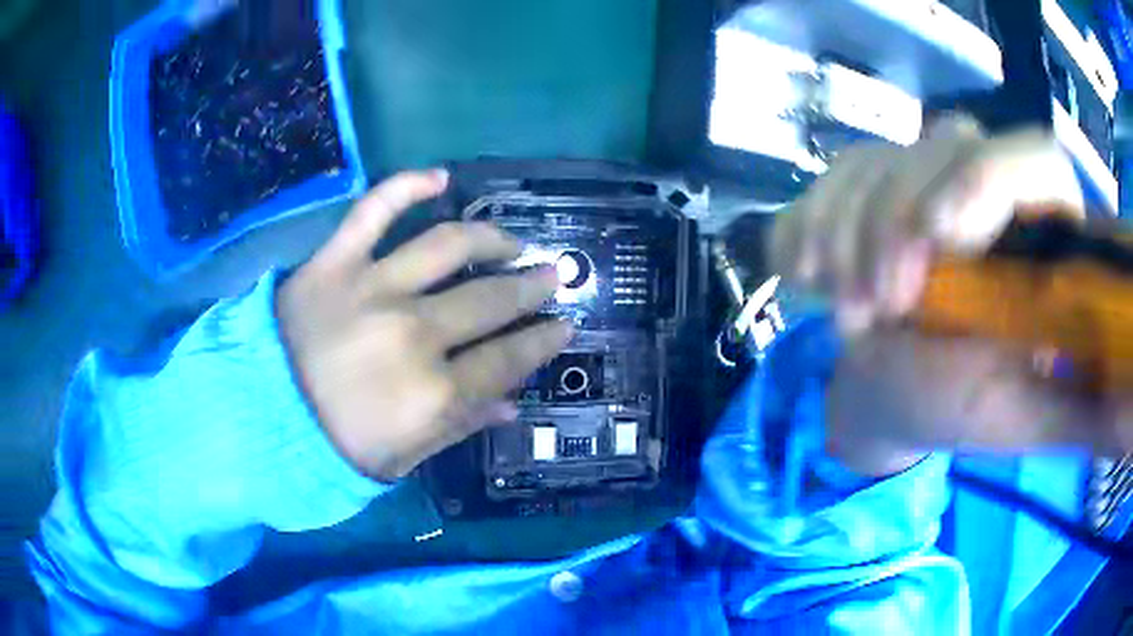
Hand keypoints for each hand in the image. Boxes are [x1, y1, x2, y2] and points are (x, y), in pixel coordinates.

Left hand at [277, 170, 572, 480]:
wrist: (260, 420)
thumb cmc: (334, 448)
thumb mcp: (404, 458)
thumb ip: (460, 427)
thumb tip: (511, 405)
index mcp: (434, 393)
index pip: (509, 358)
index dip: (543, 341)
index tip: (564, 325)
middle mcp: (414, 334)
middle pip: (490, 300)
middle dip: (531, 287)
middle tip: (551, 275)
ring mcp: (372, 289)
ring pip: (449, 246)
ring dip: (492, 238)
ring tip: (511, 241)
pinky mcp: (334, 262)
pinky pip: (374, 210)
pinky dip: (407, 186)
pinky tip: (439, 177)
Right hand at [771, 118, 1131, 474]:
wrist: (892, 395)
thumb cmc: (960, 409)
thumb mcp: (1025, 417)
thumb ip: (1081, 397)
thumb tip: (1129, 392)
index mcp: (1039, 234)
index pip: (1034, 160)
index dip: (988, 180)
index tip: (938, 237)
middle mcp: (987, 188)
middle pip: (944, 146)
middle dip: (897, 221)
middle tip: (876, 305)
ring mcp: (923, 180)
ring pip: (879, 156)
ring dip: (845, 231)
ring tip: (841, 310)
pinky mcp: (873, 187)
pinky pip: (833, 176)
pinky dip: (808, 221)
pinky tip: (801, 272)